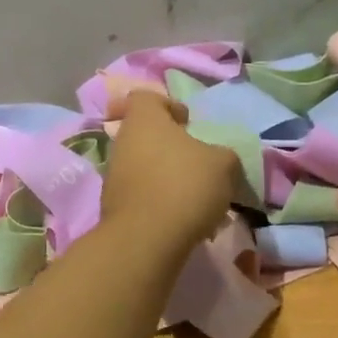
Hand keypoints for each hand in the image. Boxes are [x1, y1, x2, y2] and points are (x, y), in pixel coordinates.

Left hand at [102, 92, 241, 253]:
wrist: (146, 239)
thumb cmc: (185, 185)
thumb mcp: (223, 164)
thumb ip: (223, 155)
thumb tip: (219, 160)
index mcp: (144, 120)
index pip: (146, 98)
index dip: (168, 106)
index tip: (188, 124)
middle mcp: (122, 142)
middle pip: (147, 136)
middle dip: (172, 148)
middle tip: (198, 165)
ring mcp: (114, 176)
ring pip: (145, 167)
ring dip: (168, 178)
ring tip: (197, 199)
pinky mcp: (114, 207)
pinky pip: (142, 196)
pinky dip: (160, 203)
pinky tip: (183, 220)